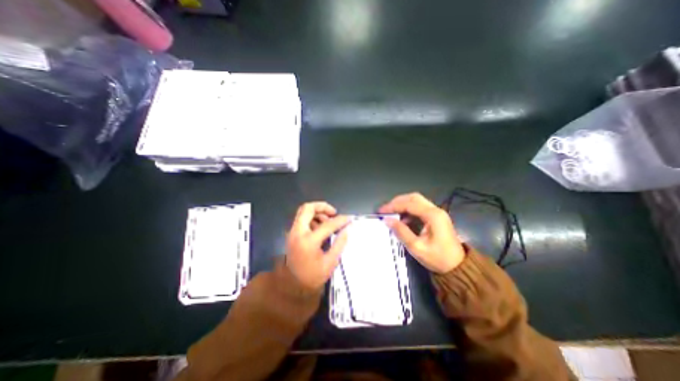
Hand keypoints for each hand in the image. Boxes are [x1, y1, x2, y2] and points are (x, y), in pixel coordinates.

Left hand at [284, 203, 349, 287]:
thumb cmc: (313, 276)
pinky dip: (312, 218)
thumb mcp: (330, 262)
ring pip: (304, 212)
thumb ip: (340, 243)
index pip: (327, 224)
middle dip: (323, 207)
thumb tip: (347, 229)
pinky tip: (320, 227)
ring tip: (328, 221)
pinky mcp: (292, 234)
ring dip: (317, 212)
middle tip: (334, 213)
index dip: (340, 220)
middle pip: (308, 208)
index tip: (349, 218)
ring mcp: (292, 232)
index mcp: (309, 241)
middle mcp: (298, 232)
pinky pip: (302, 219)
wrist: (292, 286)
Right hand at [380, 193, 464, 273]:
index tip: (381, 211)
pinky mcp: (436, 217)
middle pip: (414, 198)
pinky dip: (408, 210)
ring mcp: (437, 213)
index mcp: (433, 216)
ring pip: (417, 201)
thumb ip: (401, 231)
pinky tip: (402, 219)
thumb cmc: (438, 259)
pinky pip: (420, 208)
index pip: (409, 204)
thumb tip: (386, 220)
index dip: (393, 206)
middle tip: (385, 209)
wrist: (458, 268)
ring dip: (403, 204)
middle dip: (397, 202)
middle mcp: (436, 210)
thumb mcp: (416, 247)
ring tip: (391, 213)